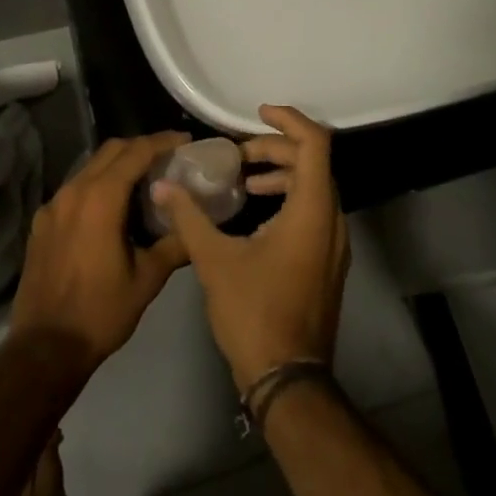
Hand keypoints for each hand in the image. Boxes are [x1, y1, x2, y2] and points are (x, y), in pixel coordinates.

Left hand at [10, 132, 191, 371]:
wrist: (44, 349)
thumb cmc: (100, 312)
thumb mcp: (147, 279)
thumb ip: (174, 243)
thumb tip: (196, 224)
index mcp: (102, 198)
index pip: (136, 152)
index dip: (163, 141)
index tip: (184, 140)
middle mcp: (75, 190)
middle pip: (111, 150)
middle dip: (141, 147)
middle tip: (167, 157)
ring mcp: (54, 205)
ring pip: (90, 166)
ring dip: (117, 164)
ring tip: (142, 179)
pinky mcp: (41, 222)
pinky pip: (74, 188)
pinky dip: (96, 184)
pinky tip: (109, 207)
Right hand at [151, 106, 349, 390]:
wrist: (289, 381)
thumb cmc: (255, 314)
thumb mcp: (215, 261)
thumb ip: (189, 217)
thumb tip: (162, 186)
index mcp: (312, 210)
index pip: (315, 143)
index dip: (288, 120)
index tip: (256, 114)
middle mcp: (332, 219)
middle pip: (313, 161)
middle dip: (275, 149)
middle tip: (238, 155)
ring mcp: (334, 243)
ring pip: (315, 187)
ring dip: (282, 173)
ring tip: (243, 180)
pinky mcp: (328, 262)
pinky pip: (314, 210)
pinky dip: (289, 197)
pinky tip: (257, 213)